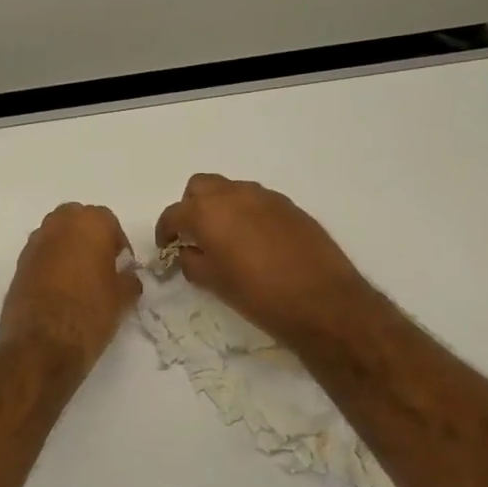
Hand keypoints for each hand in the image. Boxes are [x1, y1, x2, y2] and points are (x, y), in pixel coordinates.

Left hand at [0, 203, 140, 373]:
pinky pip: (41, 256)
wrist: (41, 344)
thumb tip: (127, 277)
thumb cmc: (90, 313)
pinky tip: (60, 292)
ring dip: (68, 250)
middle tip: (101, 268)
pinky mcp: (18, 265)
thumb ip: (129, 280)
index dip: (118, 245)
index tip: (122, 267)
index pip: (109, 221)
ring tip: (80, 282)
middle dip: (90, 238)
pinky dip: (51, 265)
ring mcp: (34, 244)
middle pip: (78, 221)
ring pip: (56, 236)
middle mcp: (58, 224)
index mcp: (89, 223)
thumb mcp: (122, 298)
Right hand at [155, 174, 375, 350]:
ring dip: (220, 208)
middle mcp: (234, 194)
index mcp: (207, 212)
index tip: (166, 248)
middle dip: (191, 207)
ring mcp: (265, 197)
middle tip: (194, 236)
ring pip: (231, 190)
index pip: (173, 214)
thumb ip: (192, 261)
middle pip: (200, 187)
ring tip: (225, 240)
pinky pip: (257, 201)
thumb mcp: (213, 283)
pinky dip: (247, 214)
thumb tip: (187, 252)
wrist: (322, 300)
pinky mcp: (290, 206)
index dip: (165, 232)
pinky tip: (254, 243)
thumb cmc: (258, 295)